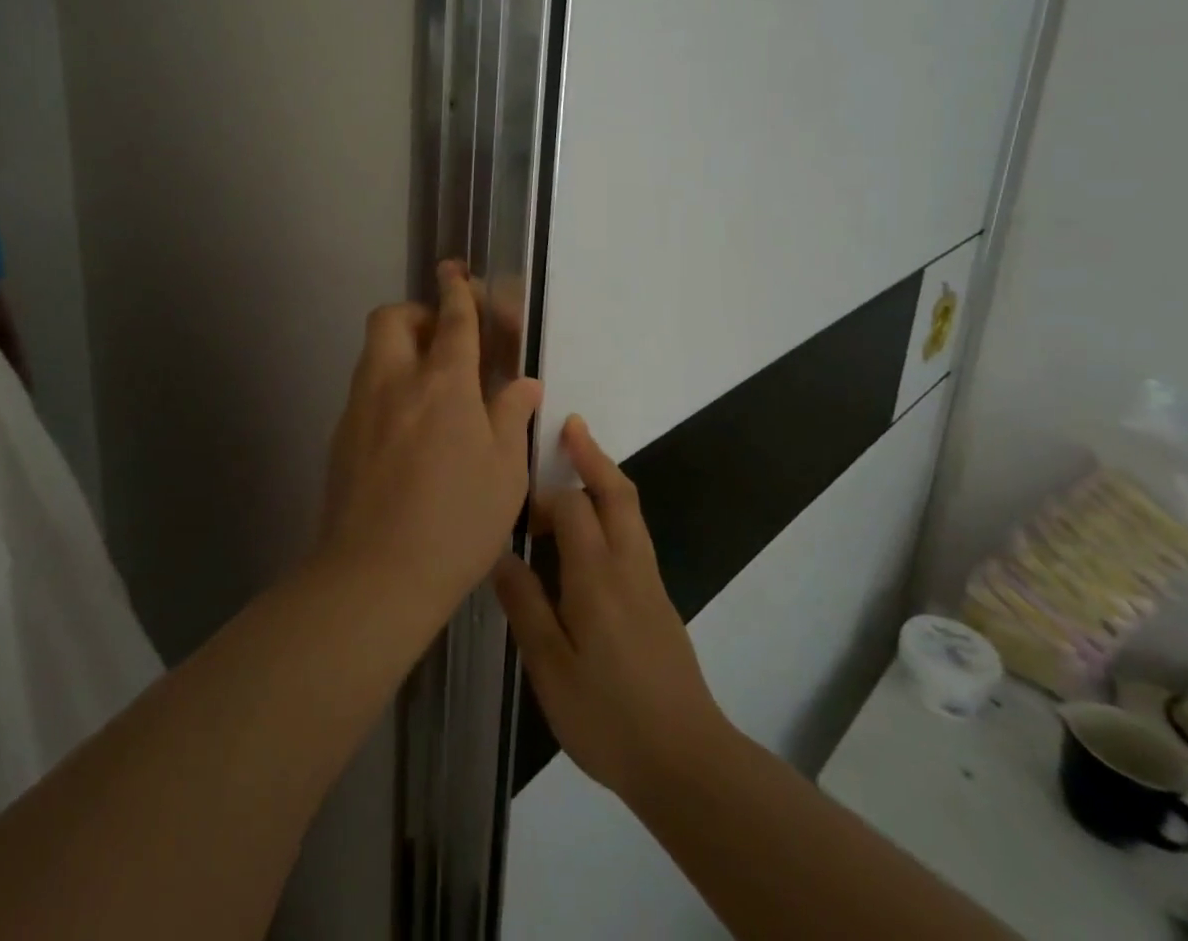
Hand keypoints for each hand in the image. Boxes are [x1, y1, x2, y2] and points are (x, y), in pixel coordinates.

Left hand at [317, 261, 542, 621]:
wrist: (375, 575)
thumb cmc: (457, 522)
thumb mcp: (505, 471)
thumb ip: (512, 416)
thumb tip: (524, 383)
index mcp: (443, 383)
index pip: (452, 319)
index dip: (457, 289)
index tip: (456, 271)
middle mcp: (395, 381)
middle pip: (393, 318)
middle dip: (418, 312)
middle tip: (444, 340)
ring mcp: (361, 407)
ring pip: (374, 352)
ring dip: (400, 348)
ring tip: (430, 386)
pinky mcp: (341, 436)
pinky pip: (365, 390)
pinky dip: (387, 387)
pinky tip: (406, 429)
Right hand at [494, 417, 731, 802]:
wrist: (686, 761)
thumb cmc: (609, 716)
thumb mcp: (550, 668)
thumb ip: (525, 606)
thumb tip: (501, 554)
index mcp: (597, 575)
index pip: (573, 505)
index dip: (543, 495)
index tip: (514, 505)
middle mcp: (628, 565)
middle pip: (616, 491)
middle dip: (592, 454)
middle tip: (568, 425)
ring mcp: (649, 581)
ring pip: (630, 510)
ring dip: (604, 477)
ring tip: (576, 462)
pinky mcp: (658, 599)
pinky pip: (633, 534)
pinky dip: (613, 509)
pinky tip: (590, 532)